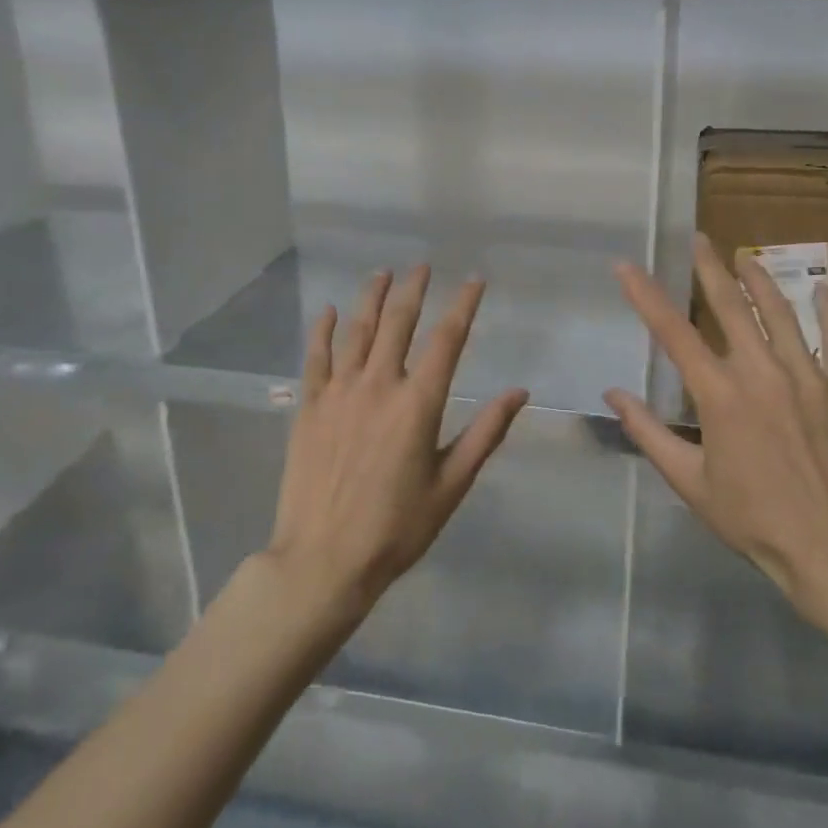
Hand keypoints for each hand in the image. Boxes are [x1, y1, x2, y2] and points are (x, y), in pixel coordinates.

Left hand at [266, 266, 527, 614]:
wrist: (322, 561)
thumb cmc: (397, 528)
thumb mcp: (452, 485)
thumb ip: (485, 433)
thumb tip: (519, 392)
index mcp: (418, 404)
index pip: (447, 339)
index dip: (463, 305)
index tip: (475, 280)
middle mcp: (379, 385)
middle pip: (398, 322)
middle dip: (413, 289)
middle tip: (421, 266)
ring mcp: (339, 393)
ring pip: (357, 331)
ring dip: (371, 298)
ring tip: (382, 273)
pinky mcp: (309, 407)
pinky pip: (316, 358)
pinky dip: (321, 331)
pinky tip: (326, 312)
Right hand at [605, 235, 827, 614]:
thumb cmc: (752, 519)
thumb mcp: (689, 483)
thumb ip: (649, 433)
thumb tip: (614, 393)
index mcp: (719, 395)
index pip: (672, 332)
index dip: (645, 294)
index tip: (626, 265)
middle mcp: (761, 372)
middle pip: (730, 306)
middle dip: (708, 269)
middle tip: (699, 239)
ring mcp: (808, 376)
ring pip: (781, 313)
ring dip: (760, 280)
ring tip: (745, 256)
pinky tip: (821, 290)